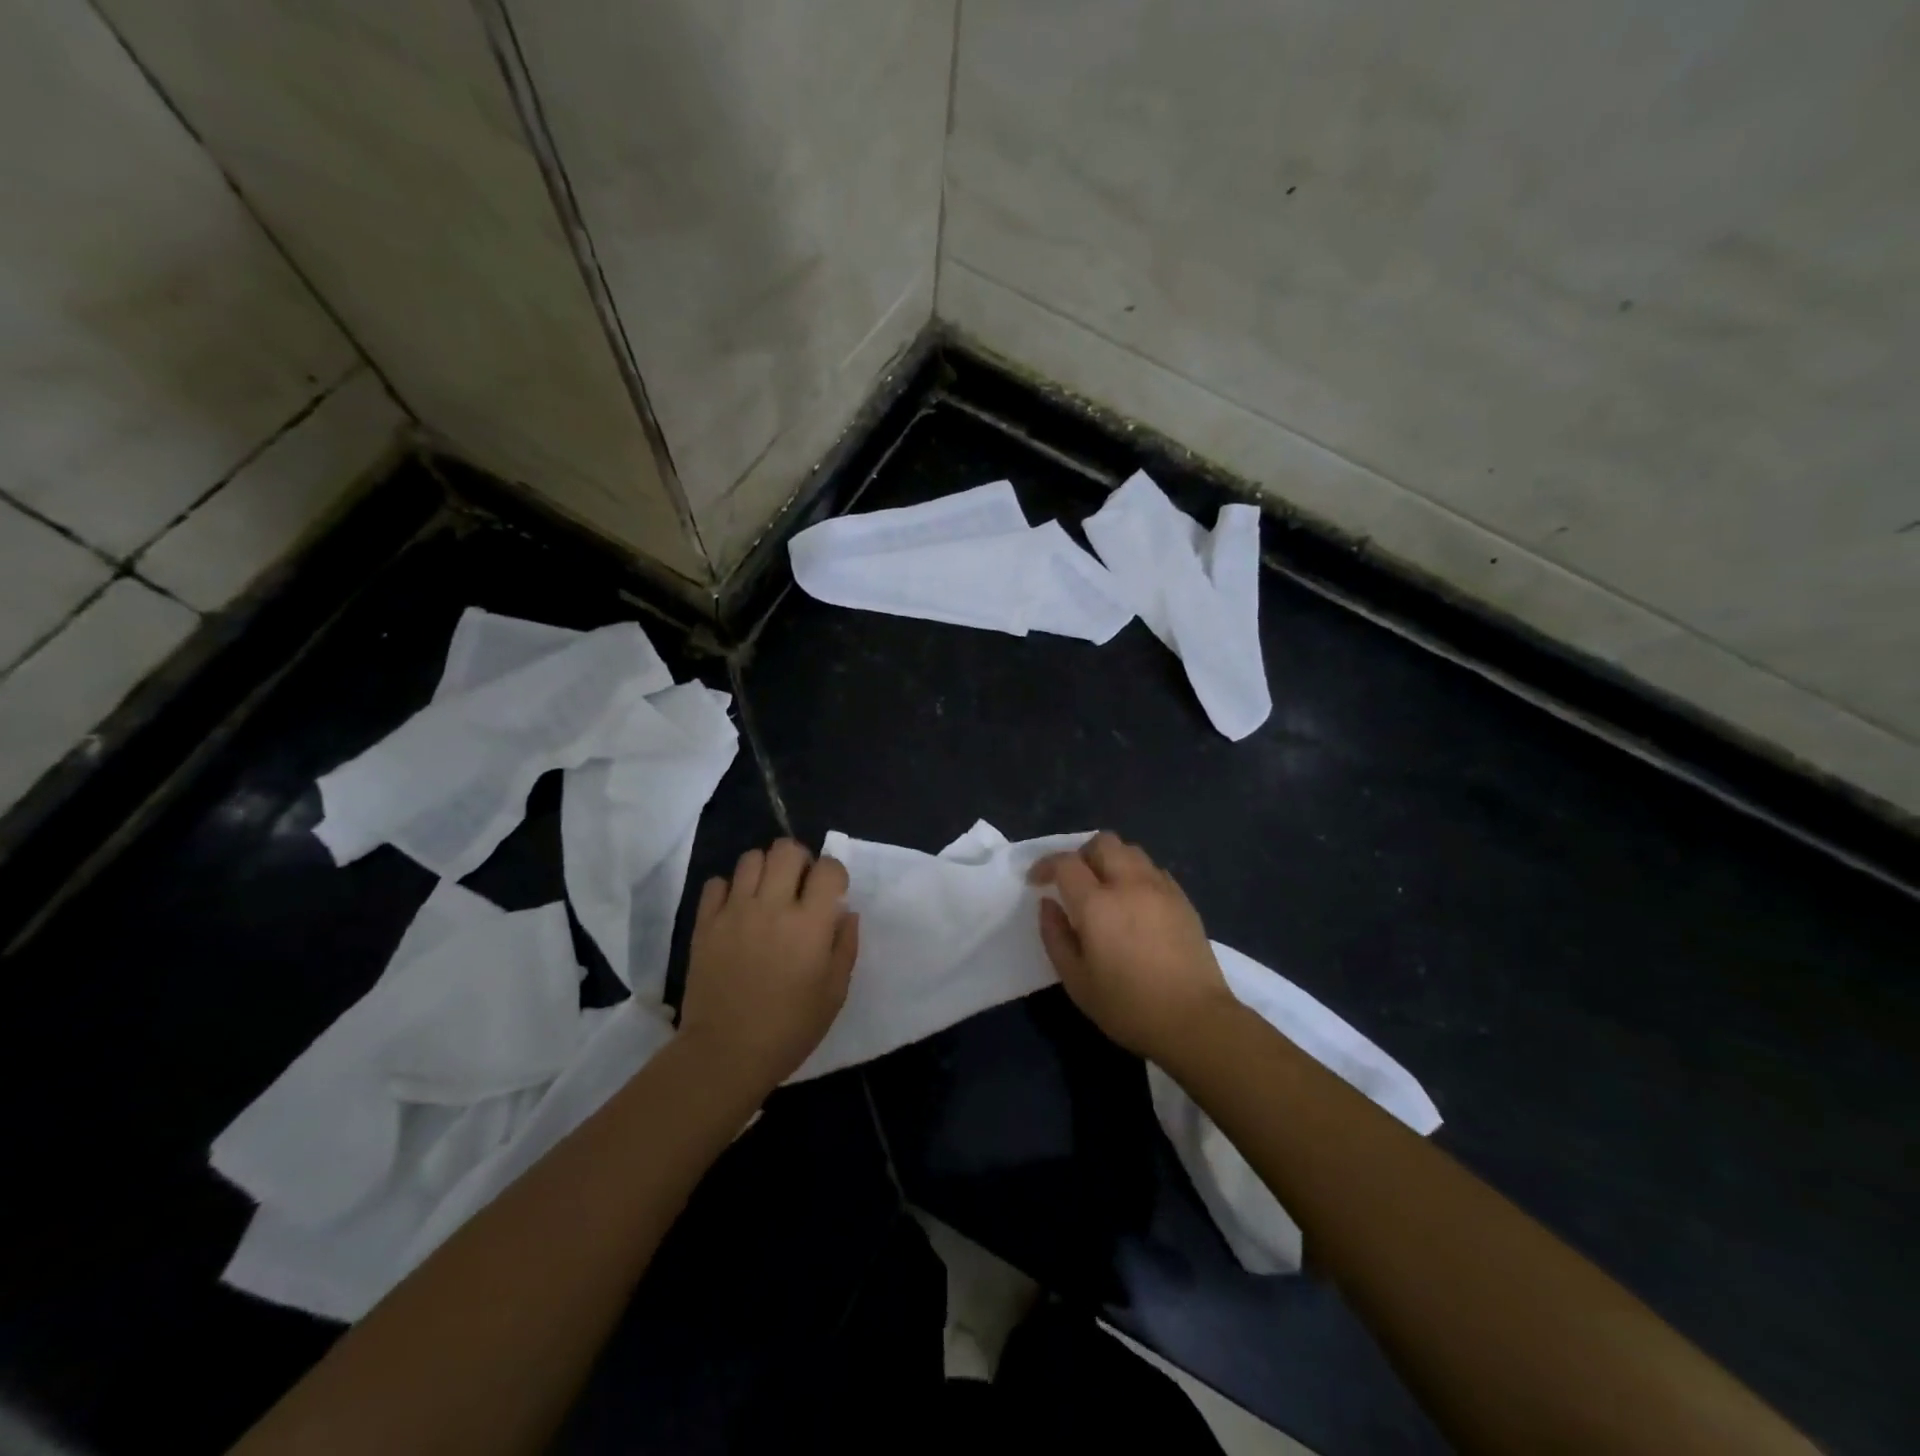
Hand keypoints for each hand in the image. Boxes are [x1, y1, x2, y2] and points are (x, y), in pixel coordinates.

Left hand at [680, 839, 858, 1094]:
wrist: (725, 1053)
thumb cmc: (790, 1028)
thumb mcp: (834, 992)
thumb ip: (845, 945)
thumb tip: (846, 912)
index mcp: (809, 923)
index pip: (828, 867)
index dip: (834, 874)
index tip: (832, 893)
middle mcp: (772, 906)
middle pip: (786, 849)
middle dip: (799, 860)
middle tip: (799, 885)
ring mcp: (734, 912)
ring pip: (750, 858)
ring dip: (765, 869)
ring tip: (767, 894)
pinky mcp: (705, 924)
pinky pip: (716, 883)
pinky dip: (729, 889)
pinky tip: (736, 910)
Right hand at [1030, 832, 1232, 1061]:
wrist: (1194, 1020)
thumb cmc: (1127, 1006)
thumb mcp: (1076, 980)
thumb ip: (1055, 936)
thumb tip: (1048, 904)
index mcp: (1097, 904)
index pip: (1066, 863)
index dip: (1046, 865)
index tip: (1036, 881)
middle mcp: (1129, 884)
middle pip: (1102, 843)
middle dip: (1081, 854)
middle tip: (1073, 880)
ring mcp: (1160, 888)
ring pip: (1131, 850)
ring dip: (1111, 859)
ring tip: (1104, 887)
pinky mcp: (1182, 899)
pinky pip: (1154, 869)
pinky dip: (1136, 874)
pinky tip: (1135, 901)